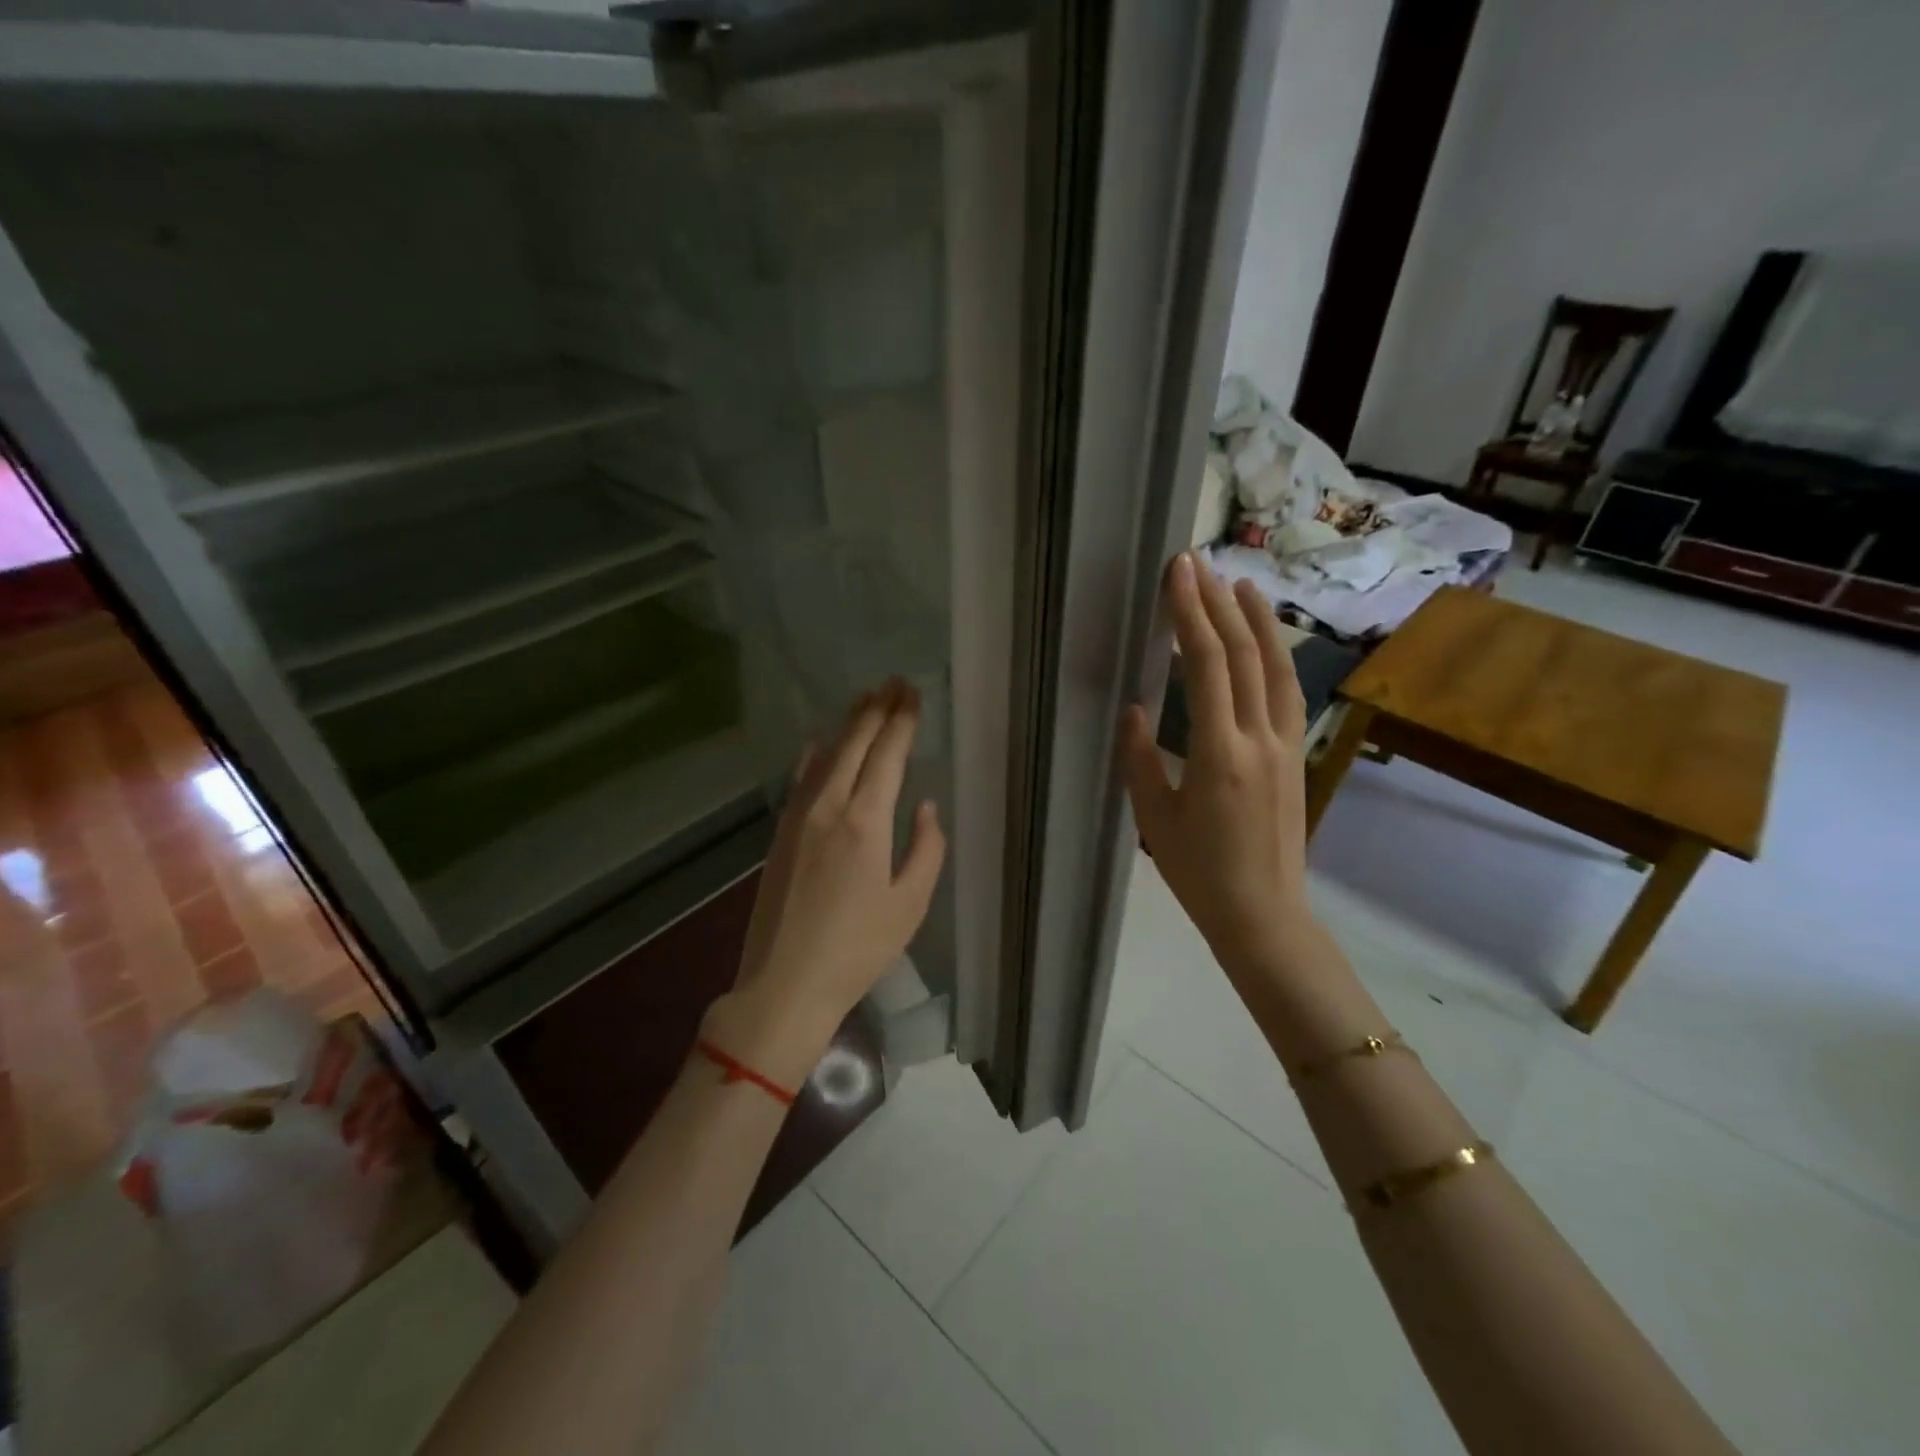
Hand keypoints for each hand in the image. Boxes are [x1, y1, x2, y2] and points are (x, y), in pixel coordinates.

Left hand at [706, 680, 946, 1086]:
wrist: (784, 982)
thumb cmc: (857, 949)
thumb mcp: (910, 904)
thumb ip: (926, 849)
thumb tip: (925, 807)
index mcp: (865, 822)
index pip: (887, 755)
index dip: (902, 721)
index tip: (913, 694)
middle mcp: (829, 807)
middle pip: (854, 744)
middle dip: (876, 710)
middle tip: (894, 683)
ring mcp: (799, 817)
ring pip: (826, 755)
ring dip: (848, 725)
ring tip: (866, 700)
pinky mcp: (781, 832)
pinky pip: (802, 778)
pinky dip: (816, 754)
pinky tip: (820, 743)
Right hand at [1120, 554, 1320, 984]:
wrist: (1264, 914)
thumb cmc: (1198, 872)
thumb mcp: (1154, 818)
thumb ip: (1140, 758)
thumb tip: (1133, 708)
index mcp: (1220, 753)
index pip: (1209, 666)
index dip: (1192, 615)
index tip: (1179, 574)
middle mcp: (1260, 739)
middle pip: (1245, 656)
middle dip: (1219, 605)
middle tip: (1199, 564)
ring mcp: (1286, 746)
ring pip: (1277, 669)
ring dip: (1258, 622)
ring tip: (1240, 584)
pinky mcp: (1296, 757)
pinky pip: (1289, 694)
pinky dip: (1278, 657)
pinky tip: (1268, 641)